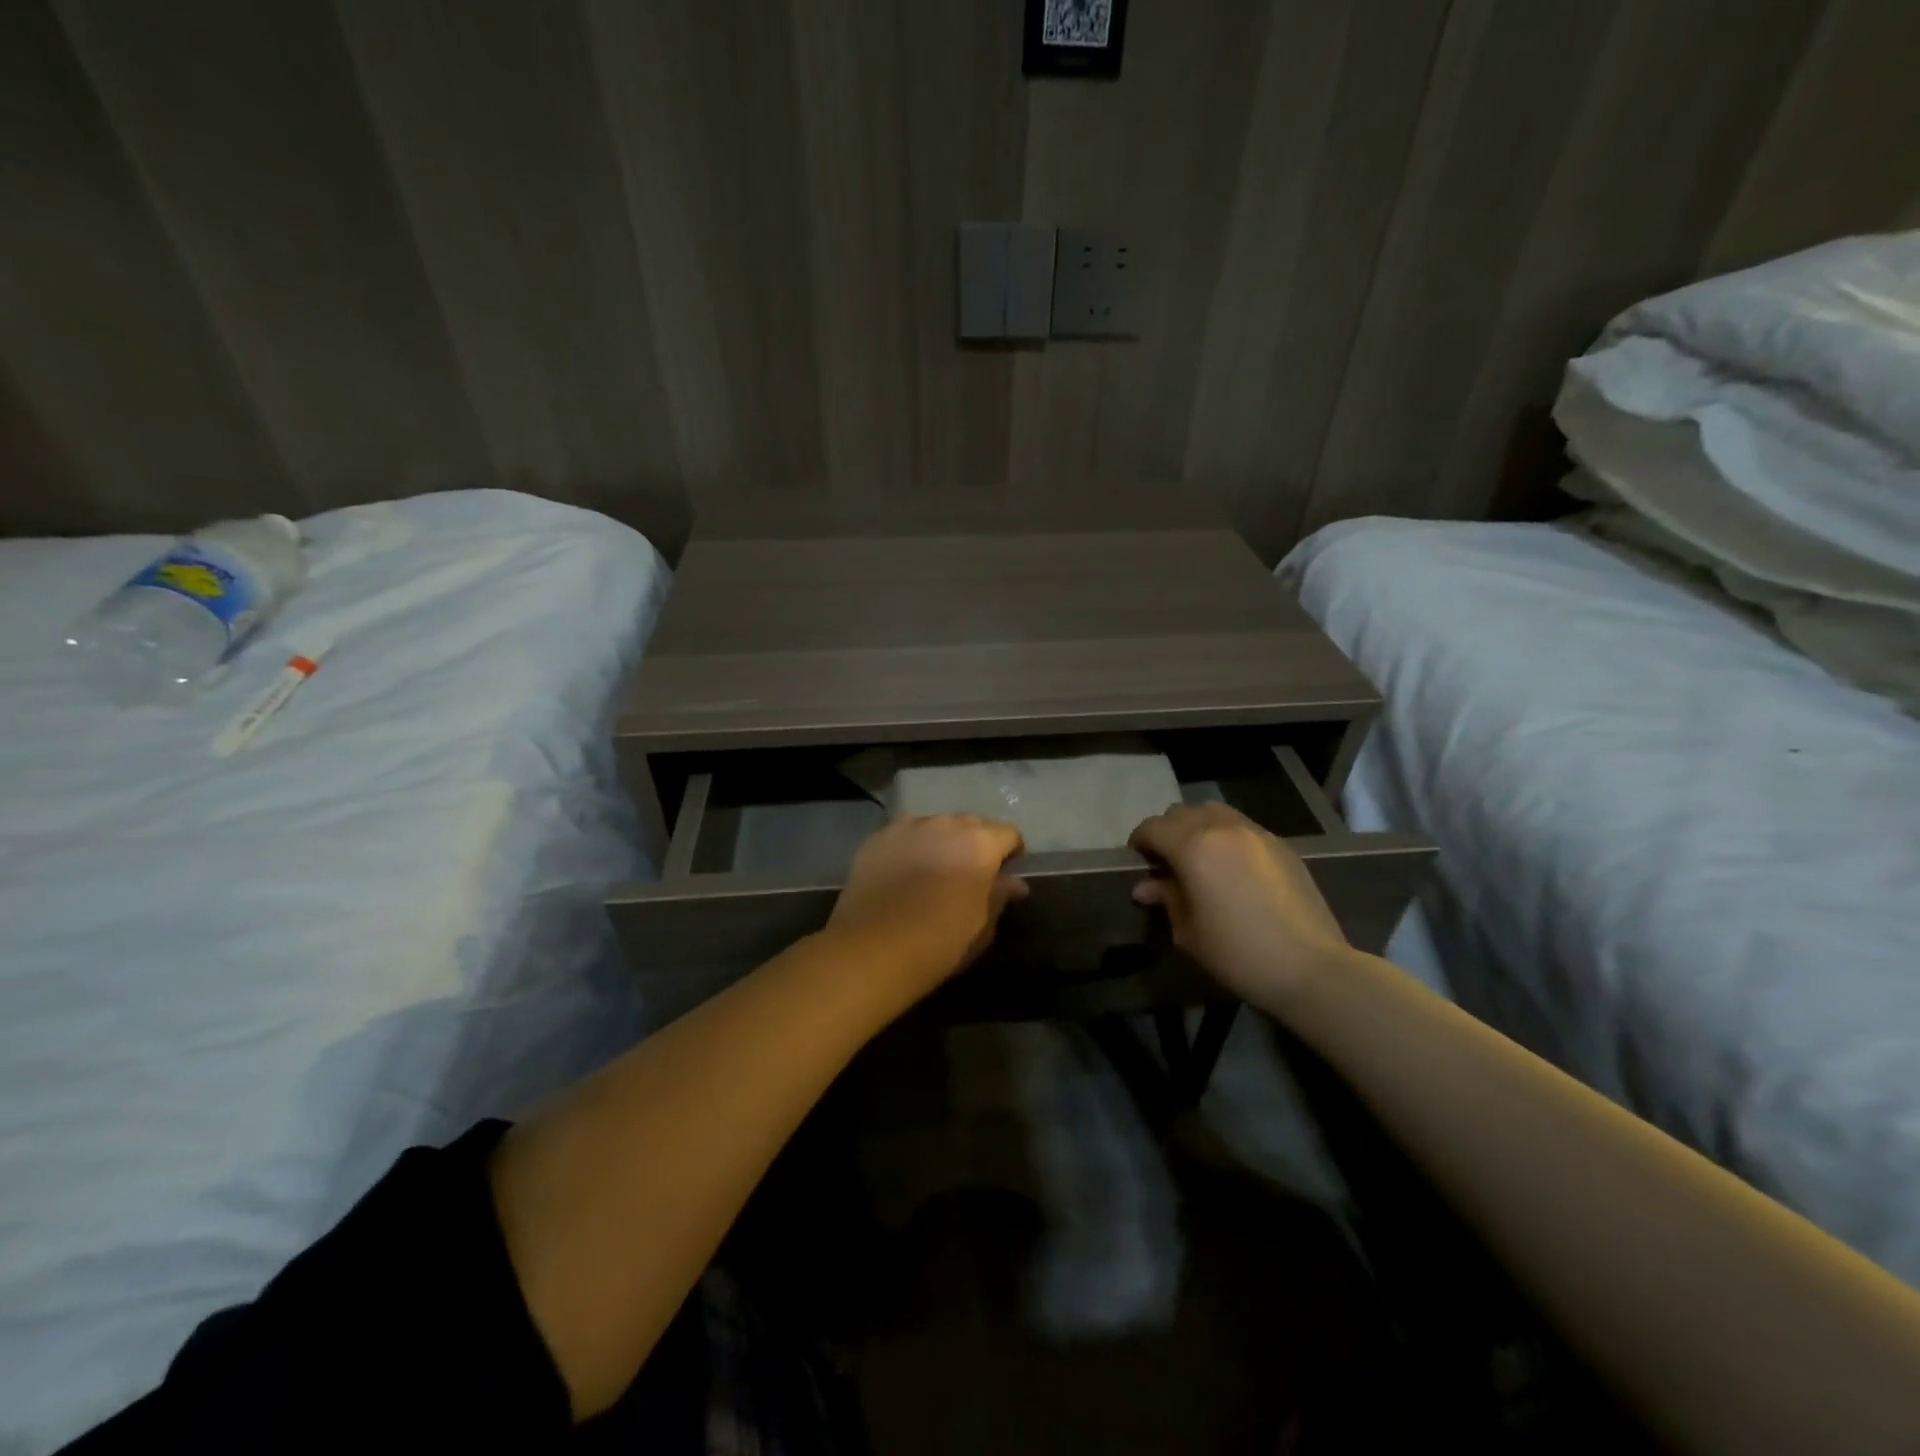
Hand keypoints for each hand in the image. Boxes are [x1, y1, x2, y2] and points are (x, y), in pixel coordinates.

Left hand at [827, 815, 1028, 993]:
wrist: (873, 950)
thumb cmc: (940, 942)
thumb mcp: (982, 926)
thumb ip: (1000, 895)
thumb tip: (1014, 882)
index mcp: (980, 843)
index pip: (1008, 833)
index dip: (1011, 851)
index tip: (1005, 873)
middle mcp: (945, 824)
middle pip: (971, 824)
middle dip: (975, 843)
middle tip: (970, 873)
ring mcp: (907, 827)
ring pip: (935, 826)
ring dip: (941, 842)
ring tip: (933, 870)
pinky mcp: (877, 838)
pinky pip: (904, 836)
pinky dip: (910, 848)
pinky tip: (902, 873)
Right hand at [1129, 802, 1352, 1012]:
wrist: (1310, 967)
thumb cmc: (1238, 953)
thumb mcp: (1189, 932)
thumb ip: (1167, 899)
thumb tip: (1146, 886)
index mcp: (1193, 847)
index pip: (1153, 828)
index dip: (1139, 841)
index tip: (1138, 861)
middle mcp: (1222, 828)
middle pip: (1182, 812)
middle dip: (1167, 831)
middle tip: (1165, 861)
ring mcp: (1256, 833)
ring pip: (1214, 812)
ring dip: (1197, 826)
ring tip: (1199, 857)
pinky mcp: (1281, 845)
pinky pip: (1242, 826)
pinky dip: (1226, 835)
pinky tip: (1231, 867)